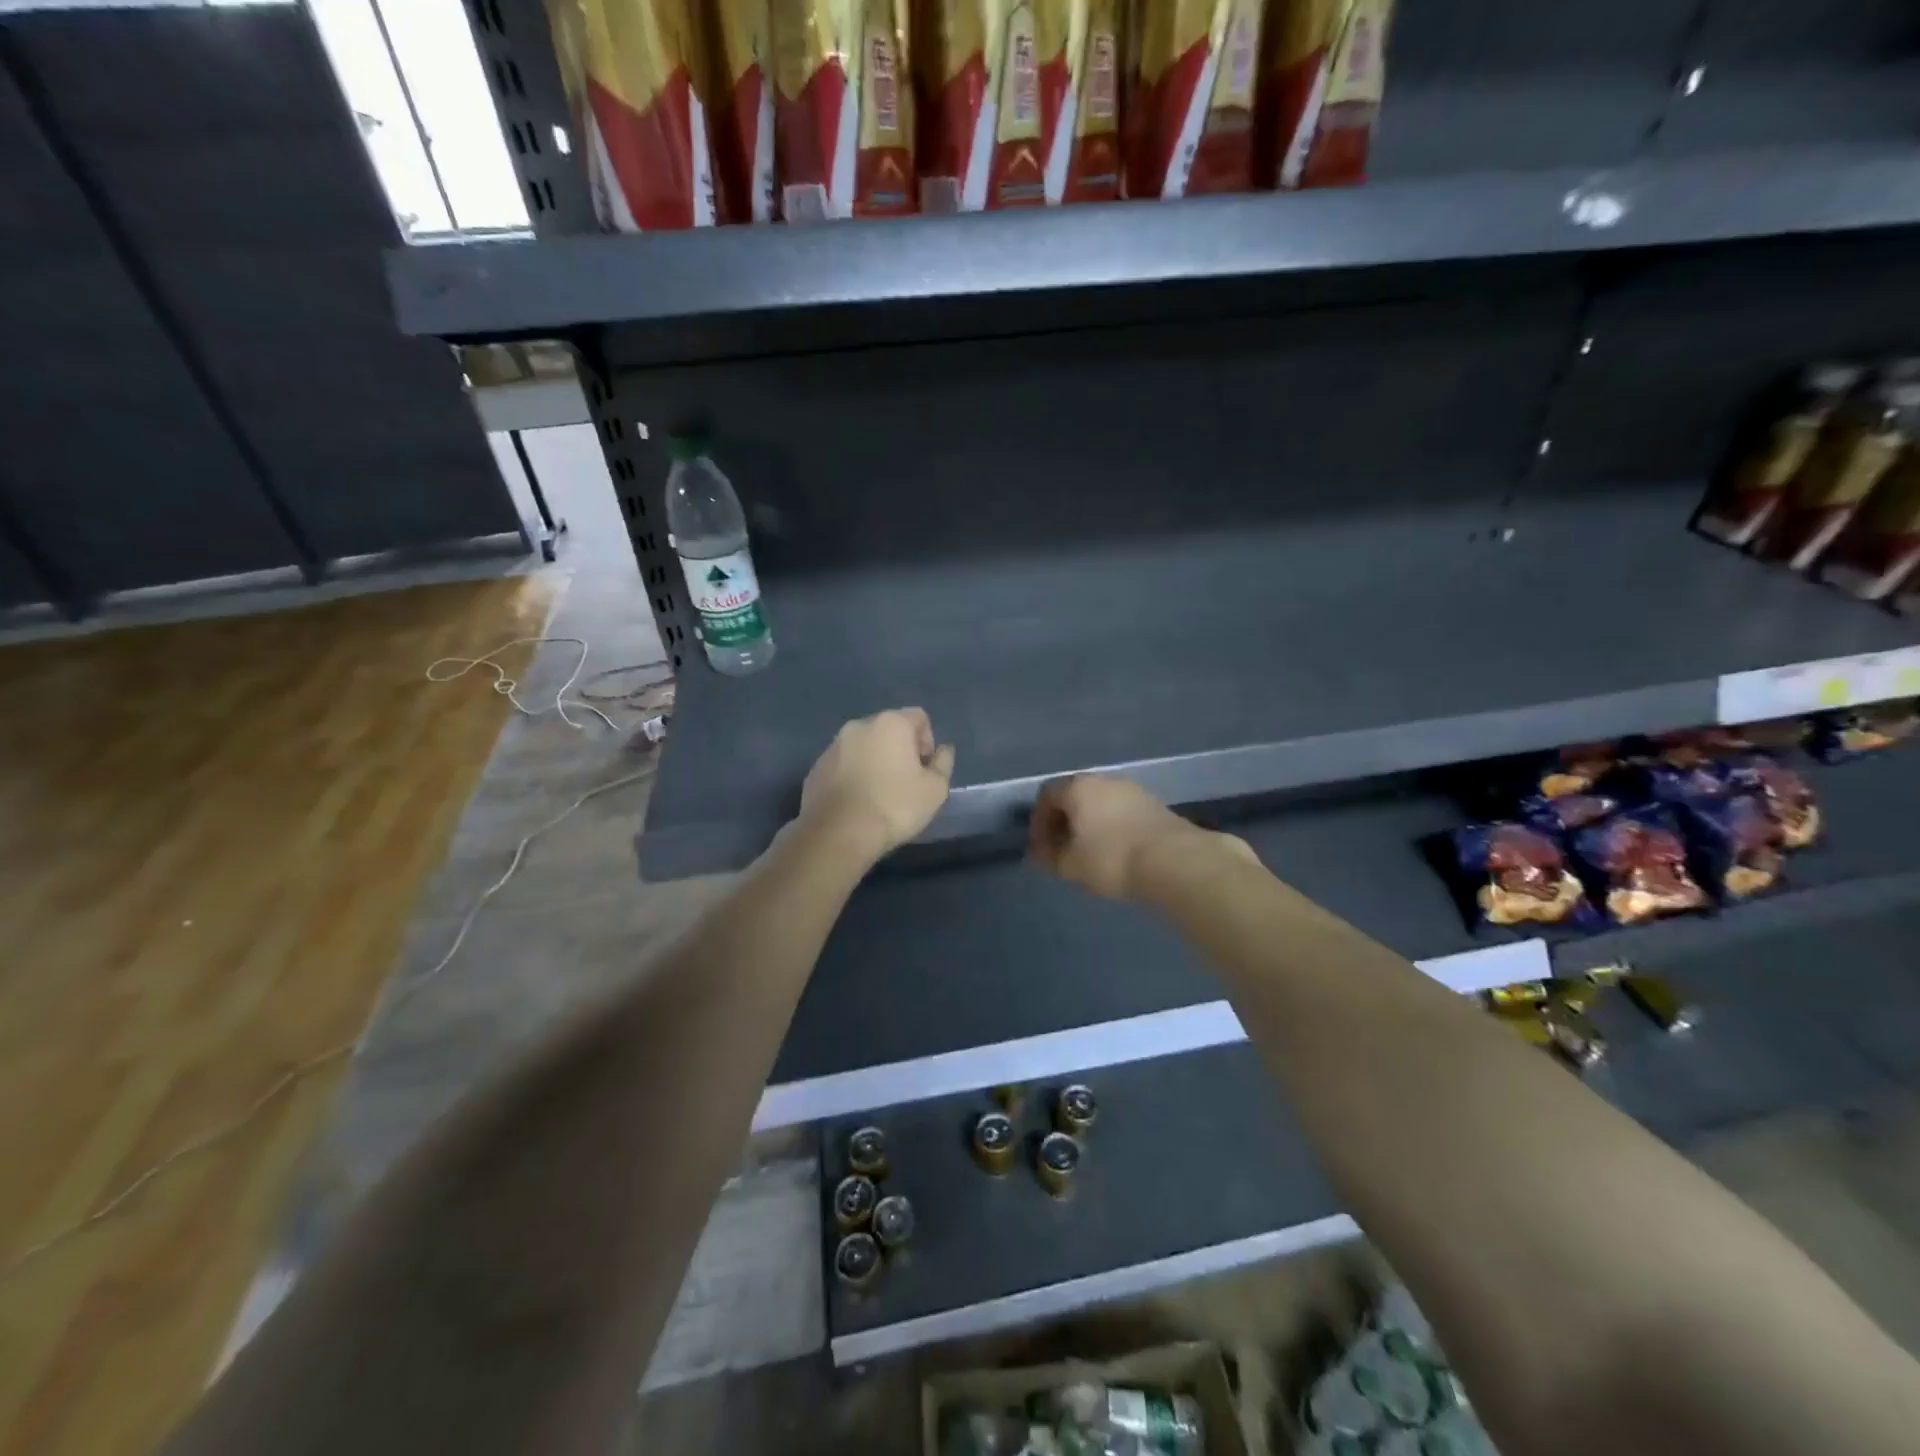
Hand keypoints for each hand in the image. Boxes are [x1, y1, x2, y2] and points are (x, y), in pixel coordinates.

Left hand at [799, 708, 955, 861]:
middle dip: (900, 749)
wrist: (838, 833)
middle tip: (906, 781)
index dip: (928, 741)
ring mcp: (833, 746)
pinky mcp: (816, 768)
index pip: (919, 717)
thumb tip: (943, 750)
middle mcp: (858, 726)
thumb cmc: (894, 806)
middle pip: (888, 729)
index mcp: (890, 723)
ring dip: (874, 761)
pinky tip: (857, 802)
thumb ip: (943, 763)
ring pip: (863, 746)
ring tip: (879, 794)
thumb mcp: (935, 789)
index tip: (925, 768)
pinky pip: (843, 764)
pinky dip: (853, 775)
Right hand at [1029, 775, 1255, 900]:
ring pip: (1100, 802)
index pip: (1047, 795)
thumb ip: (1050, 857)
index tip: (1041, 847)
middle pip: (1075, 795)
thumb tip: (1041, 852)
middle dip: (1064, 821)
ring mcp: (1132, 789)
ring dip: (1089, 823)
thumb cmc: (1112, 858)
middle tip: (1062, 849)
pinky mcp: (1155, 804)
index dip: (1039, 821)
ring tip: (1089, 852)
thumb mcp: (1071, 865)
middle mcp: (1104, 780)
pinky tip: (1116, 850)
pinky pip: (1121, 811)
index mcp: (1078, 787)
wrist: (1174, 860)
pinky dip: (1111, 826)